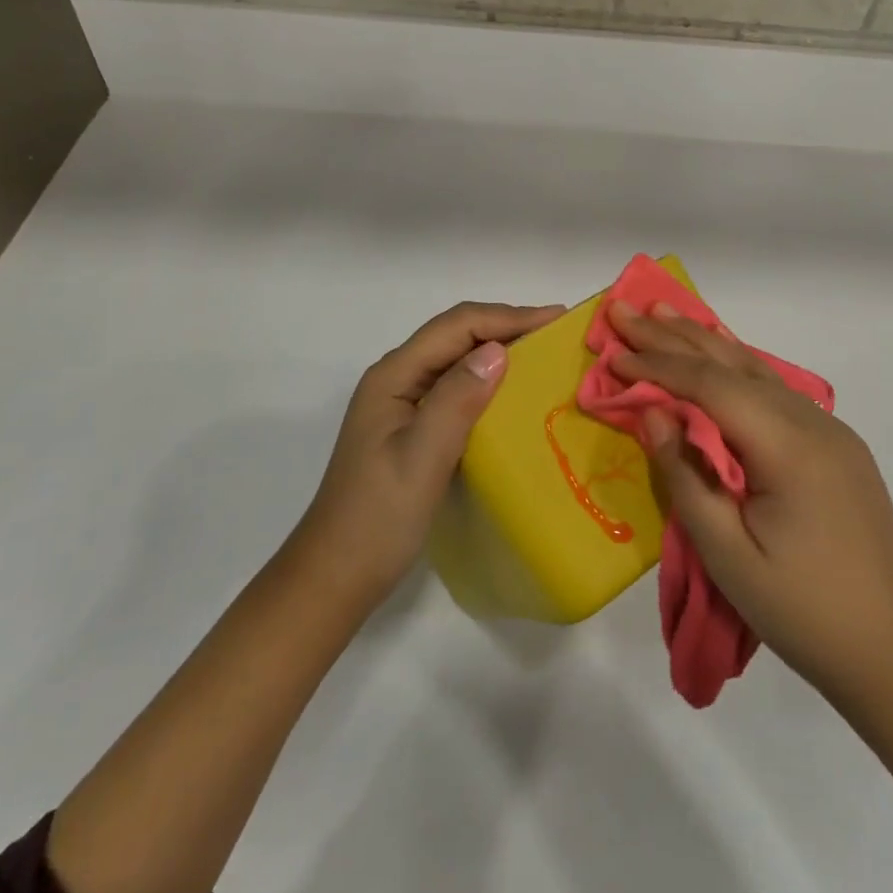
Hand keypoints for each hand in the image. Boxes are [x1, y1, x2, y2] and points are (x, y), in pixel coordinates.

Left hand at [297, 300, 564, 609]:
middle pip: (455, 334)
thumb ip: (457, 399)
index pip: (456, 326)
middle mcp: (396, 379)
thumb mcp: (422, 458)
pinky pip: (455, 387)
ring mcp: (402, 403)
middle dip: (506, 326)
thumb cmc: (378, 518)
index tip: (556, 319)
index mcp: (394, 376)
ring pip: (456, 358)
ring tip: (543, 354)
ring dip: (498, 349)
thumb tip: (498, 349)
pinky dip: (487, 380)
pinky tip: (511, 394)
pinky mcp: (411, 427)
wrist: (335, 576)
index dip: (507, 316)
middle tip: (557, 333)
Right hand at [607, 301, 892, 699]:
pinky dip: (735, 365)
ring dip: (704, 341)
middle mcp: (812, 422)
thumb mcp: (728, 554)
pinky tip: (718, 353)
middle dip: (673, 336)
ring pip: (756, 369)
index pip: (710, 387)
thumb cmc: (802, 610)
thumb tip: (652, 413)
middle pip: (731, 365)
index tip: (613, 352)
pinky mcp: (834, 444)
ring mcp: (829, 429)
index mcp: (788, 446)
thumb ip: (685, 476)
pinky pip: (774, 389)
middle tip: (626, 309)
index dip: (658, 366)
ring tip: (664, 312)